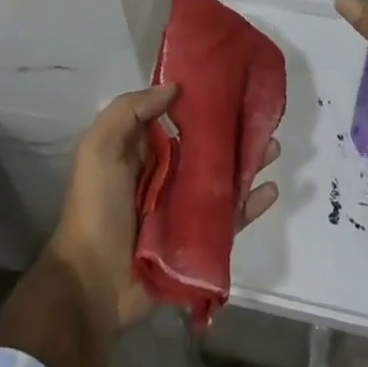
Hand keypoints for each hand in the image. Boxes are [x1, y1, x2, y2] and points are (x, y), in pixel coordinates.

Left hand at [48, 84, 279, 332]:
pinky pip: (230, 217)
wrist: (93, 284)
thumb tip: (174, 87)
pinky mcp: (199, 240)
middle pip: (206, 146)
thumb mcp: (99, 147)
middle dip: (233, 131)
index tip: (229, 82)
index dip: (200, 100)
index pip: (176, 116)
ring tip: (274, 148)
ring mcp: (184, 208)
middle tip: (261, 116)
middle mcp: (166, 173)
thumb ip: (130, 110)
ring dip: (249, 162)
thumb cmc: (96, 207)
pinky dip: (251, 204)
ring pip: (224, 178)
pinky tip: (271, 190)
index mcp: (142, 149)